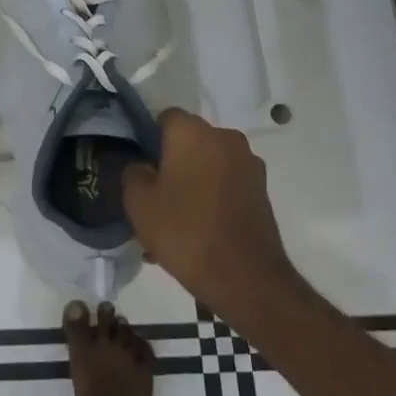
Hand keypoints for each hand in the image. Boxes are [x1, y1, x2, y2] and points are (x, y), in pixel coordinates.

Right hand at [122, 109, 298, 300]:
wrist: (246, 278)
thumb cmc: (185, 231)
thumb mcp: (138, 202)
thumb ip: (134, 173)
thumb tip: (145, 167)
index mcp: (194, 132)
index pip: (165, 117)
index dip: (149, 139)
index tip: (141, 166)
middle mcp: (225, 138)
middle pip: (189, 141)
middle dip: (172, 161)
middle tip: (155, 195)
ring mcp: (249, 164)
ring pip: (208, 164)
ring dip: (192, 181)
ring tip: (176, 218)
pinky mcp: (262, 190)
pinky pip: (226, 184)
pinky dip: (211, 198)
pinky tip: (198, 229)